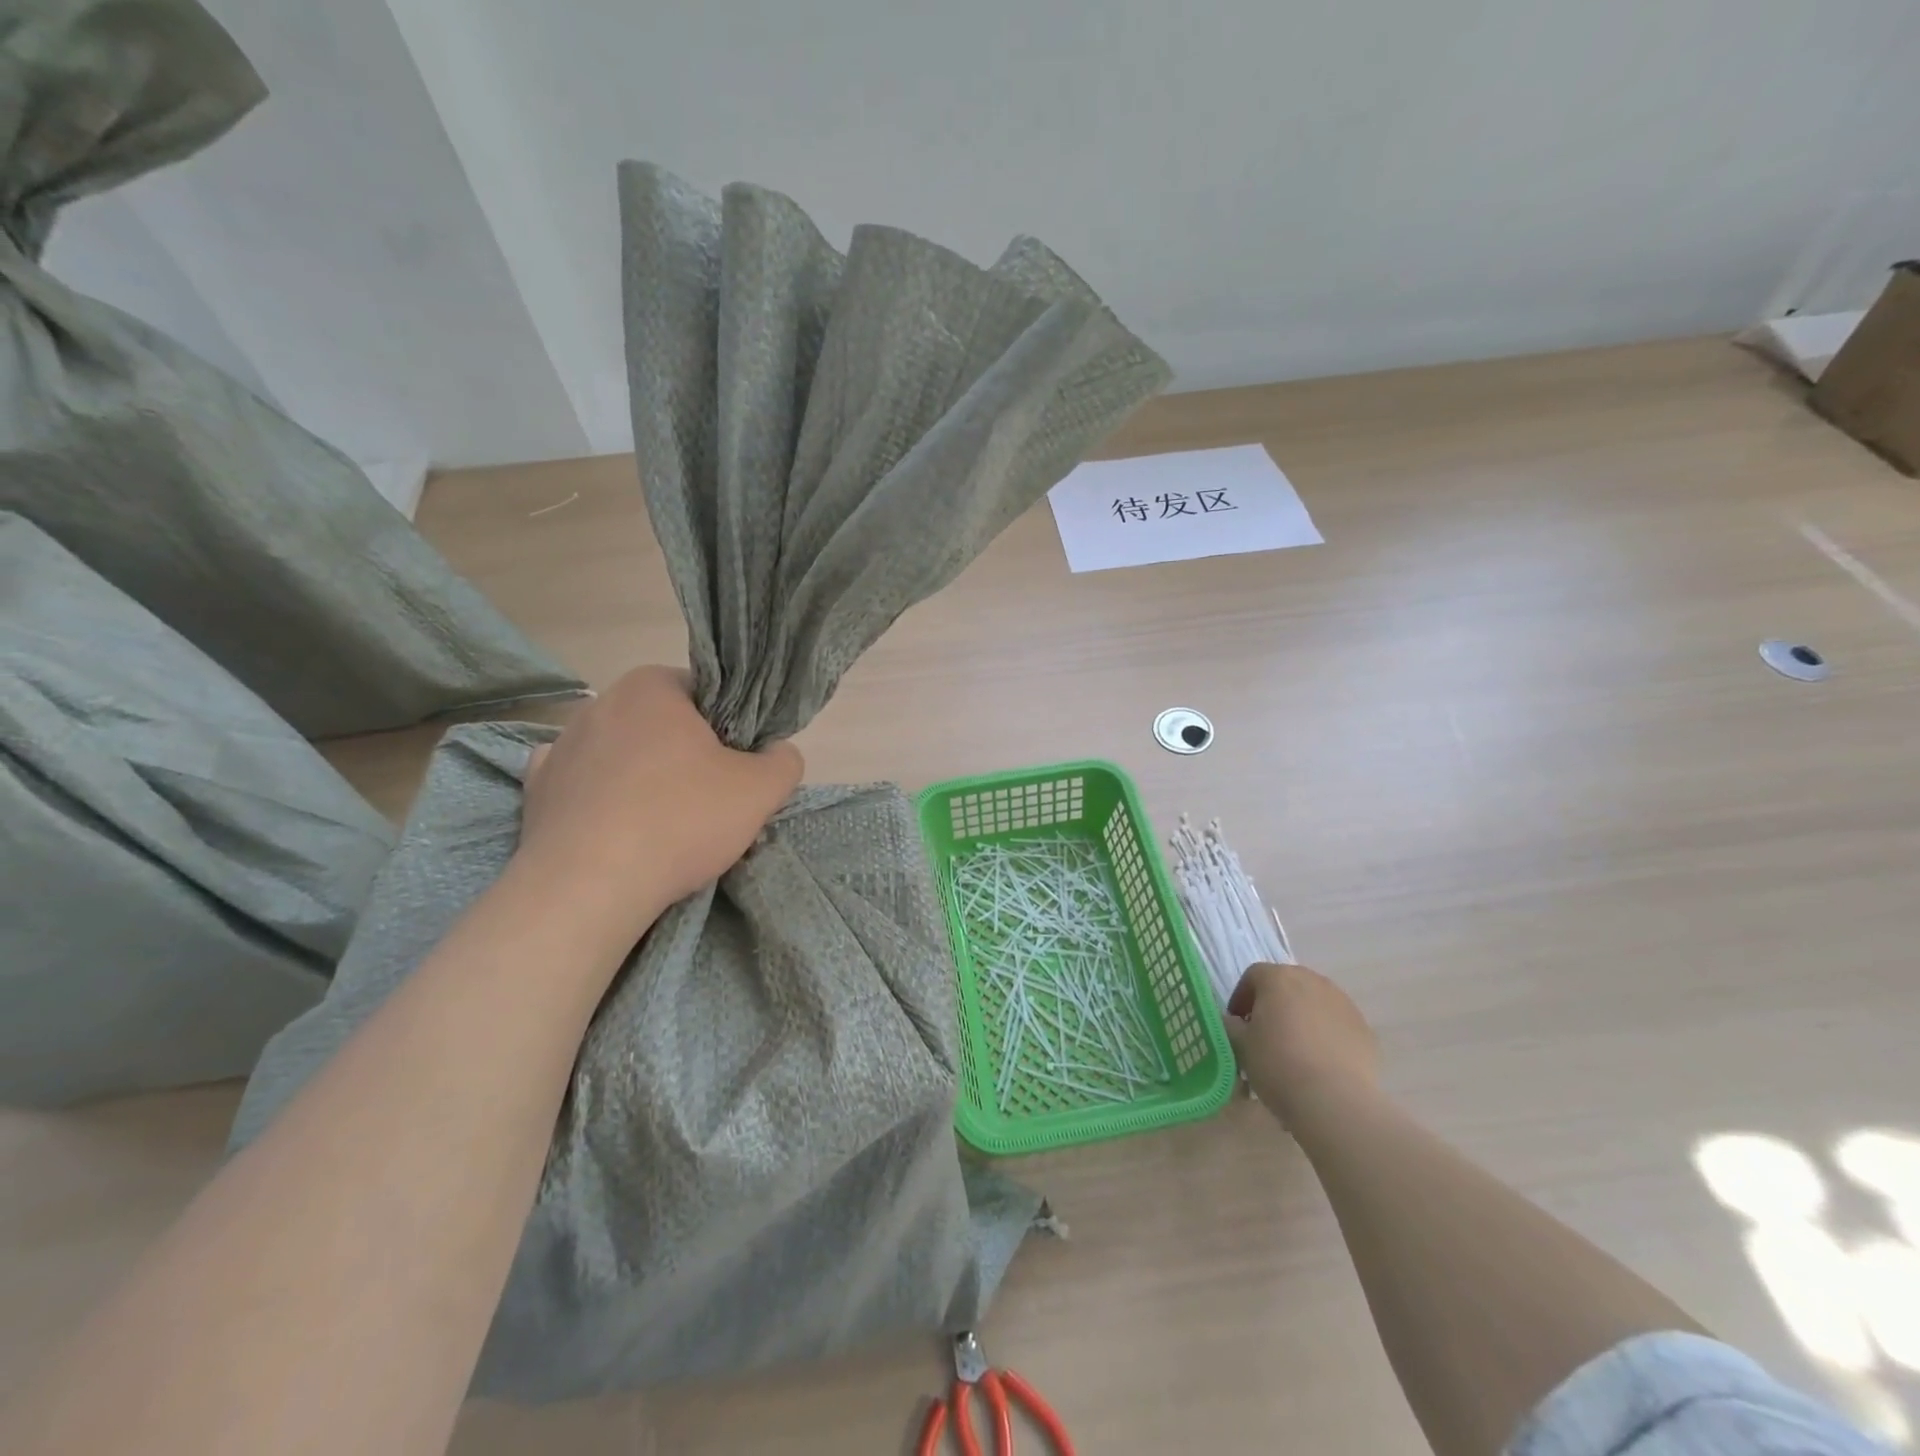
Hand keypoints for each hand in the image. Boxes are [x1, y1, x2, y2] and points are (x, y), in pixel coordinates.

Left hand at [516, 666, 802, 938]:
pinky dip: (603, 800)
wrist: (587, 888)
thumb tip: (778, 753)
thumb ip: (784, 761)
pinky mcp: (536, 790)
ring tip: (664, 826)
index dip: (730, 729)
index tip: (738, 767)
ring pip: (623, 754)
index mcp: (652, 687)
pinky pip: (584, 785)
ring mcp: (561, 746)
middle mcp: (600, 703)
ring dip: (645, 777)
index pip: (706, 694)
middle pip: (663, 724)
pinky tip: (618, 828)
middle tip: (710, 800)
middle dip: (687, 754)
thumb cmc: (680, 821)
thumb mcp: (761, 791)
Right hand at [1225, 962, 1379, 1122]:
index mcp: (1278, 978)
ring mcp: (1343, 1002)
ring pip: (1314, 1002)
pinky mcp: (1364, 1028)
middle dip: (1273, 1004)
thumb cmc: (1278, 1064)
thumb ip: (1231, 1026)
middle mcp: (1312, 980)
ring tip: (1295, 1049)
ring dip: (1301, 1017)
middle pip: (1286, 984)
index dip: (1242, 997)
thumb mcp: (1240, 1045)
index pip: (1253, 976)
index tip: (1238, 1023)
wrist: (1336, 1101)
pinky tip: (1321, 1062)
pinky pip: (1336, 1023)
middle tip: (1264, 1034)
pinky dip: (1326, 1034)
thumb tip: (1233, 1022)